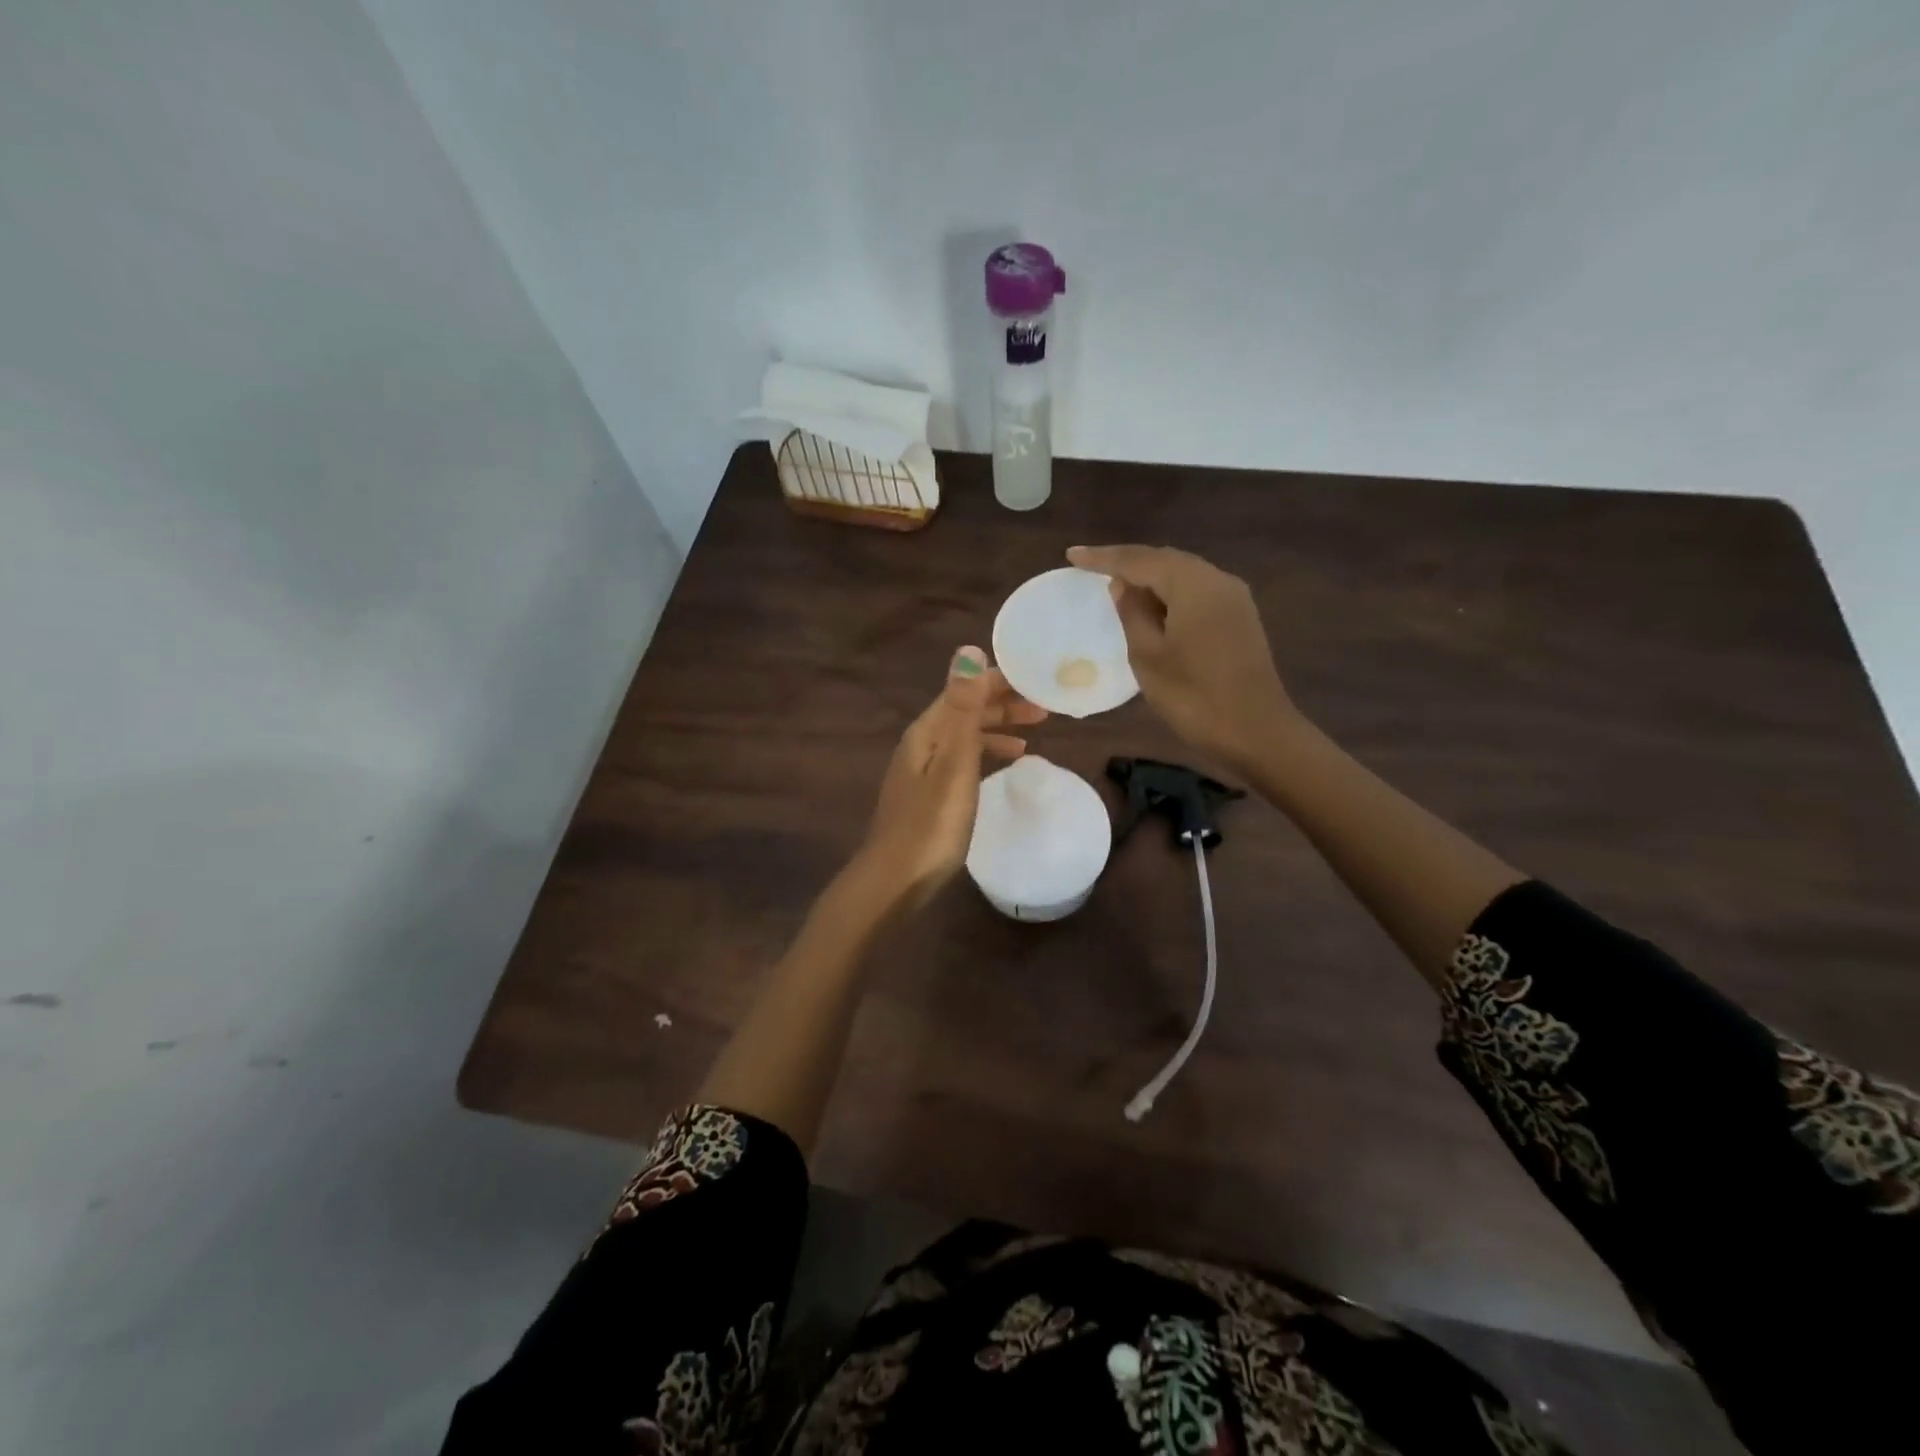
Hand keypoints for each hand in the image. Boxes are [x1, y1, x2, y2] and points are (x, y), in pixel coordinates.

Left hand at [853, 646, 1045, 909]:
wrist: (896, 881)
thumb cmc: (932, 823)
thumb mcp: (953, 763)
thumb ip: (963, 709)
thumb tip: (968, 649)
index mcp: (926, 731)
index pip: (966, 690)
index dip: (1001, 681)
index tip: (1040, 681)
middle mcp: (921, 744)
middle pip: (965, 711)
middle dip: (1003, 704)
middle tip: (1046, 708)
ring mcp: (922, 771)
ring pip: (965, 737)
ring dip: (997, 728)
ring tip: (1033, 733)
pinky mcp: (929, 796)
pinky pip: (963, 761)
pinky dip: (986, 755)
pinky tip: (1004, 766)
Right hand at [1067, 544, 1294, 771]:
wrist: (1257, 732)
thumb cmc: (1194, 697)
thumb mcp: (1149, 657)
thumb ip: (1132, 614)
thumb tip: (1122, 585)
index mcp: (1193, 585)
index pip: (1140, 560)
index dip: (1103, 558)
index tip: (1071, 556)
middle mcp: (1217, 580)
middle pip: (1165, 560)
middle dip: (1127, 561)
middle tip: (1090, 566)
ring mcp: (1233, 598)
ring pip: (1182, 574)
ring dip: (1149, 576)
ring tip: (1116, 583)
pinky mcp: (1239, 617)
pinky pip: (1196, 591)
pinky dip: (1169, 592)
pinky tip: (1151, 605)